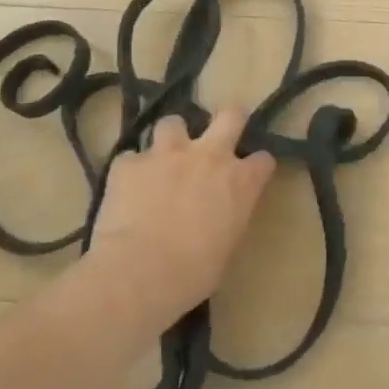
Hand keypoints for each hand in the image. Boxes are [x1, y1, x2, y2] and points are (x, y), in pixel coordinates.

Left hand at [86, 108, 276, 319]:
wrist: (138, 273)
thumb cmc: (192, 274)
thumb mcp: (226, 248)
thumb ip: (227, 219)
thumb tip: (218, 218)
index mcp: (241, 182)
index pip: (263, 160)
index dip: (256, 166)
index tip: (250, 175)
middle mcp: (210, 156)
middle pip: (230, 115)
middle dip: (229, 118)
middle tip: (219, 133)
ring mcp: (168, 154)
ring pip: (173, 123)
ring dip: (170, 139)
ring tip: (162, 159)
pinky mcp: (130, 163)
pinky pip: (131, 158)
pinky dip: (131, 171)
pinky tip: (126, 189)